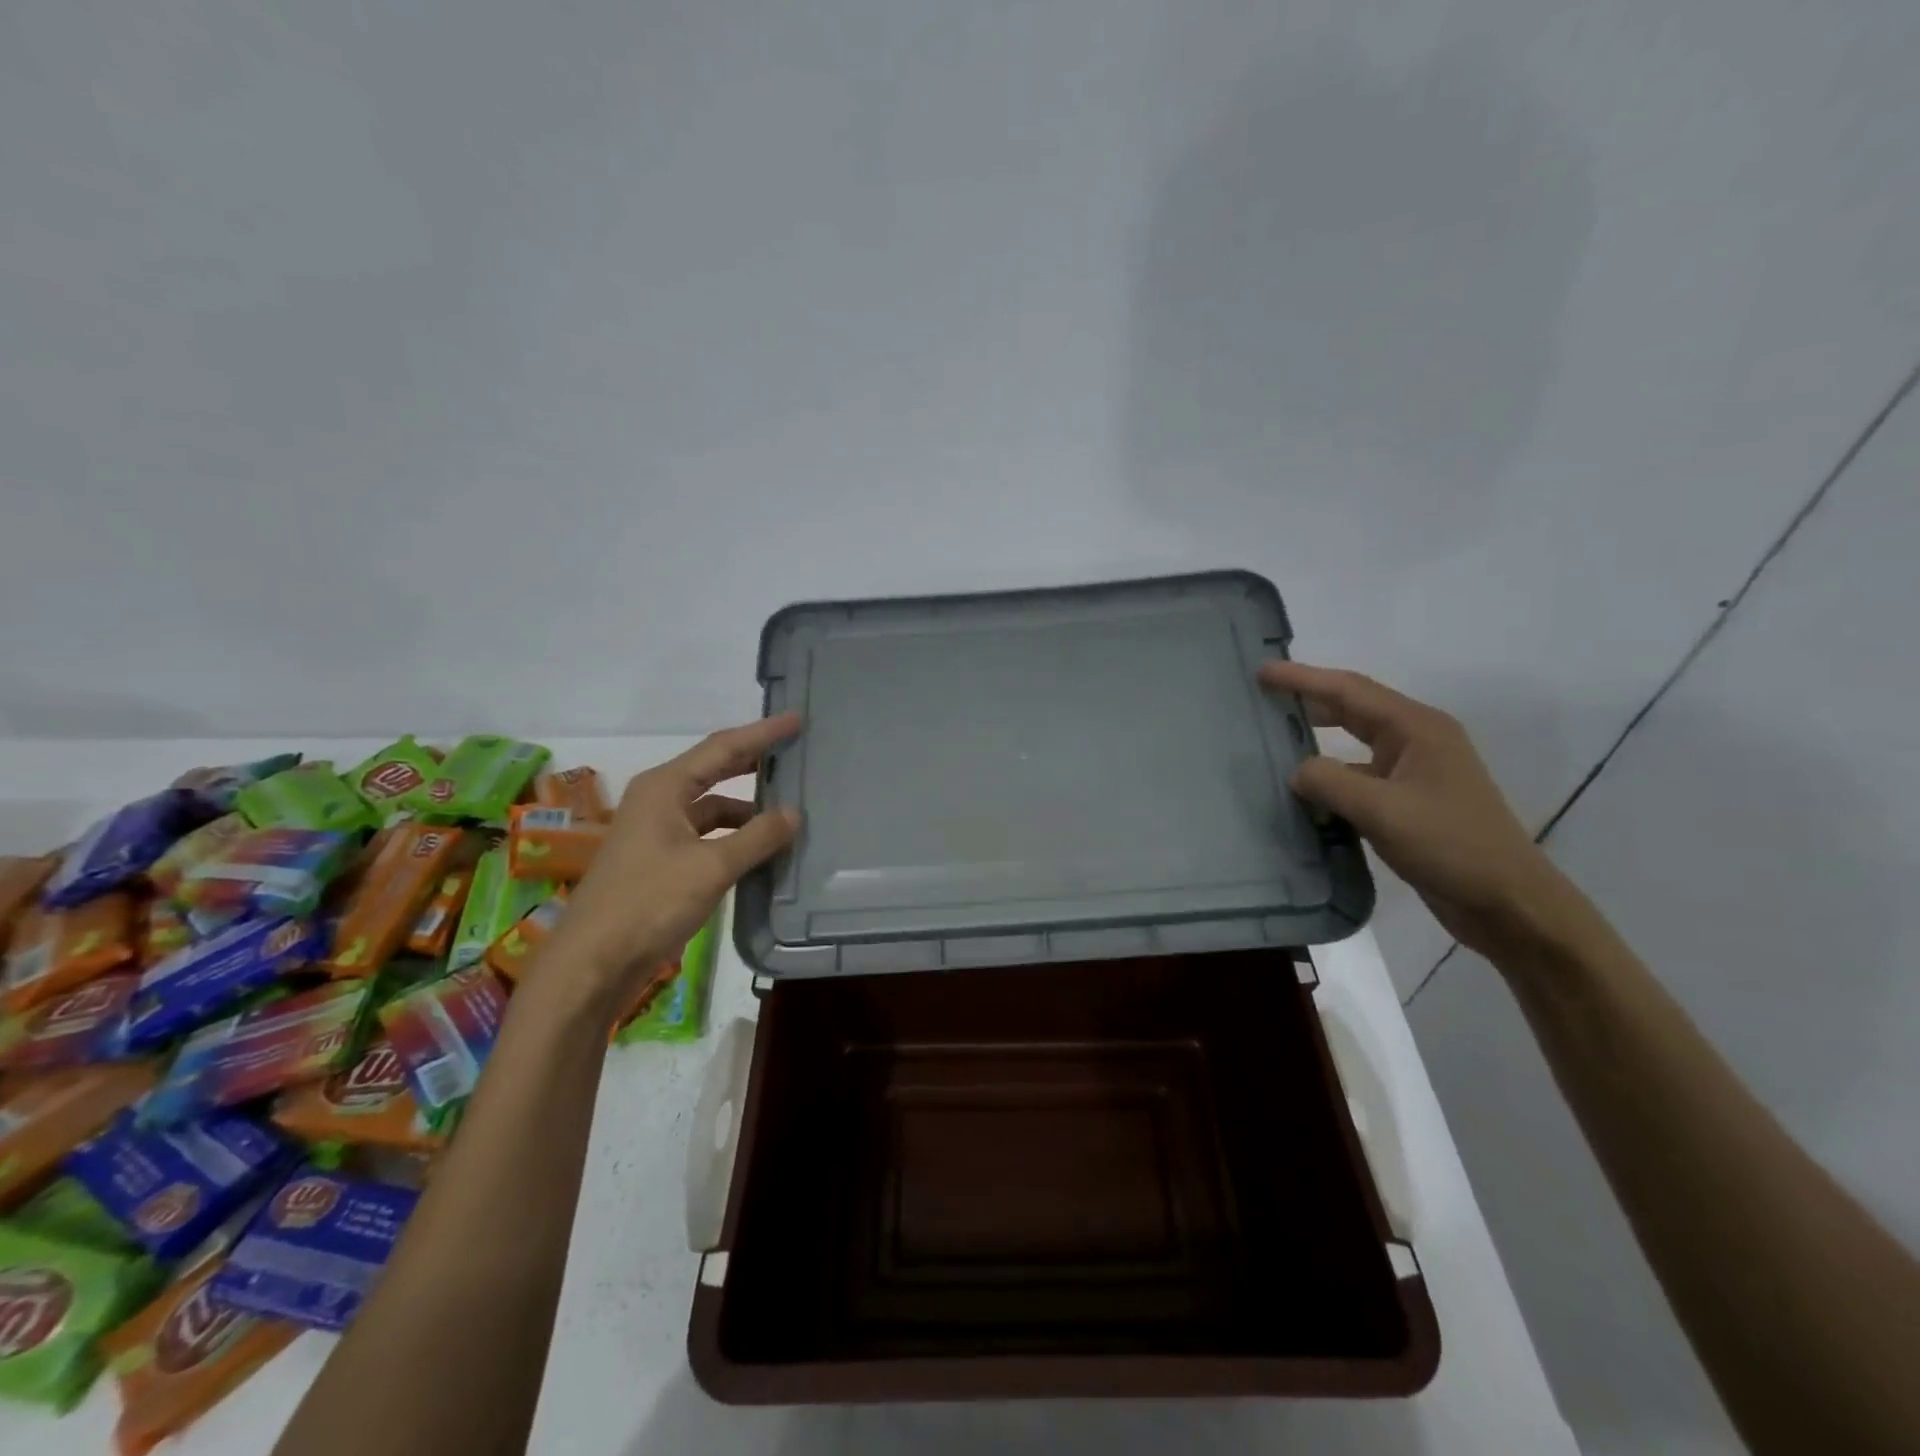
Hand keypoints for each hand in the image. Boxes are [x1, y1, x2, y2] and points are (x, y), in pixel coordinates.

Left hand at [539, 713, 801, 1016]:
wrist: (593, 962)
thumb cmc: (649, 903)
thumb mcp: (712, 867)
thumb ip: (757, 837)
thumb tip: (795, 813)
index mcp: (665, 787)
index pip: (723, 747)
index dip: (762, 733)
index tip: (797, 719)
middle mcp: (659, 800)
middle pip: (716, 770)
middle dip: (755, 761)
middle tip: (796, 753)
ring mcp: (657, 831)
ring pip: (713, 807)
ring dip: (748, 808)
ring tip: (790, 809)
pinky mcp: (660, 860)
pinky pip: (707, 836)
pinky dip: (735, 837)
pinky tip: (762, 849)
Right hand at [1259, 662, 1583, 958]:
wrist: (1507, 902)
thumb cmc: (1450, 846)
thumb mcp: (1382, 811)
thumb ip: (1330, 782)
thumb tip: (1296, 772)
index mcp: (1416, 729)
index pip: (1349, 691)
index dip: (1303, 678)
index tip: (1262, 672)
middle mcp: (1417, 741)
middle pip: (1353, 709)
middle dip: (1309, 701)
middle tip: (1263, 700)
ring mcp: (1415, 772)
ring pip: (1355, 746)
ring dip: (1318, 741)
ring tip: (1275, 741)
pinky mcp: (1410, 802)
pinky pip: (1360, 779)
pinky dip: (1331, 780)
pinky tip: (1305, 795)